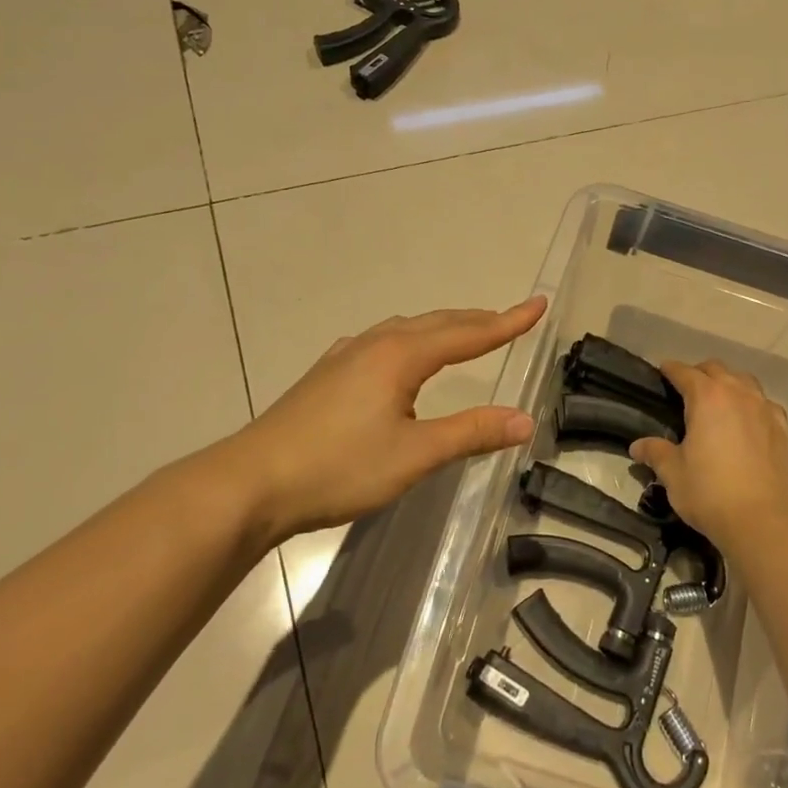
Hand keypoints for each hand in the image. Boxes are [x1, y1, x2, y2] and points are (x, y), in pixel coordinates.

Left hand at [200, 298, 545, 544]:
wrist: (250, 483)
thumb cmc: (338, 467)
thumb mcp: (414, 455)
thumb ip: (470, 433)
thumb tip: (524, 420)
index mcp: (400, 356)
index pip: (467, 333)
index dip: (506, 322)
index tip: (538, 304)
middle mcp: (374, 344)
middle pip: (437, 323)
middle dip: (477, 320)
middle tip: (510, 319)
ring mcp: (345, 357)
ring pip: (407, 330)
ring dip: (443, 328)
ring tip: (465, 334)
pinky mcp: (326, 375)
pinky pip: (383, 343)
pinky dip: (412, 341)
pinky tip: (401, 359)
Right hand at [629, 360, 787, 548]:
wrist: (760, 520)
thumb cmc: (709, 492)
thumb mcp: (673, 472)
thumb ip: (655, 452)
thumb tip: (637, 446)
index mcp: (707, 397)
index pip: (684, 372)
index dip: (670, 370)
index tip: (662, 372)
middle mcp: (737, 393)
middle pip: (716, 369)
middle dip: (699, 373)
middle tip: (685, 390)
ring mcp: (763, 408)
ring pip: (744, 380)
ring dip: (728, 383)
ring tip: (717, 401)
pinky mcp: (781, 427)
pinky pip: (764, 402)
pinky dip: (752, 403)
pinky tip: (747, 419)